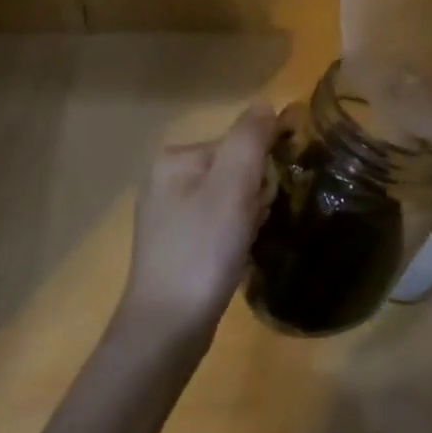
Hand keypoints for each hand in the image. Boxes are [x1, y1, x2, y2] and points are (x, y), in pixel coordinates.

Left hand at [119, 102, 277, 346]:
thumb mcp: (233, 186)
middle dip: (254, 195)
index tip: (261, 200)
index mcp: (175, 158)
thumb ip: (250, 139)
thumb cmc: (203, 250)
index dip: (260, 170)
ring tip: (242, 246)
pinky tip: (233, 259)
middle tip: (250, 226)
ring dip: (247, 218)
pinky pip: (218, 225)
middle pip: (234, 170)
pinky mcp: (176, 246)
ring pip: (230, 199)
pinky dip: (233, 238)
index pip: (238, 143)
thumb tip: (265, 104)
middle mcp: (166, 179)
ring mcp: (169, 215)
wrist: (167, 328)